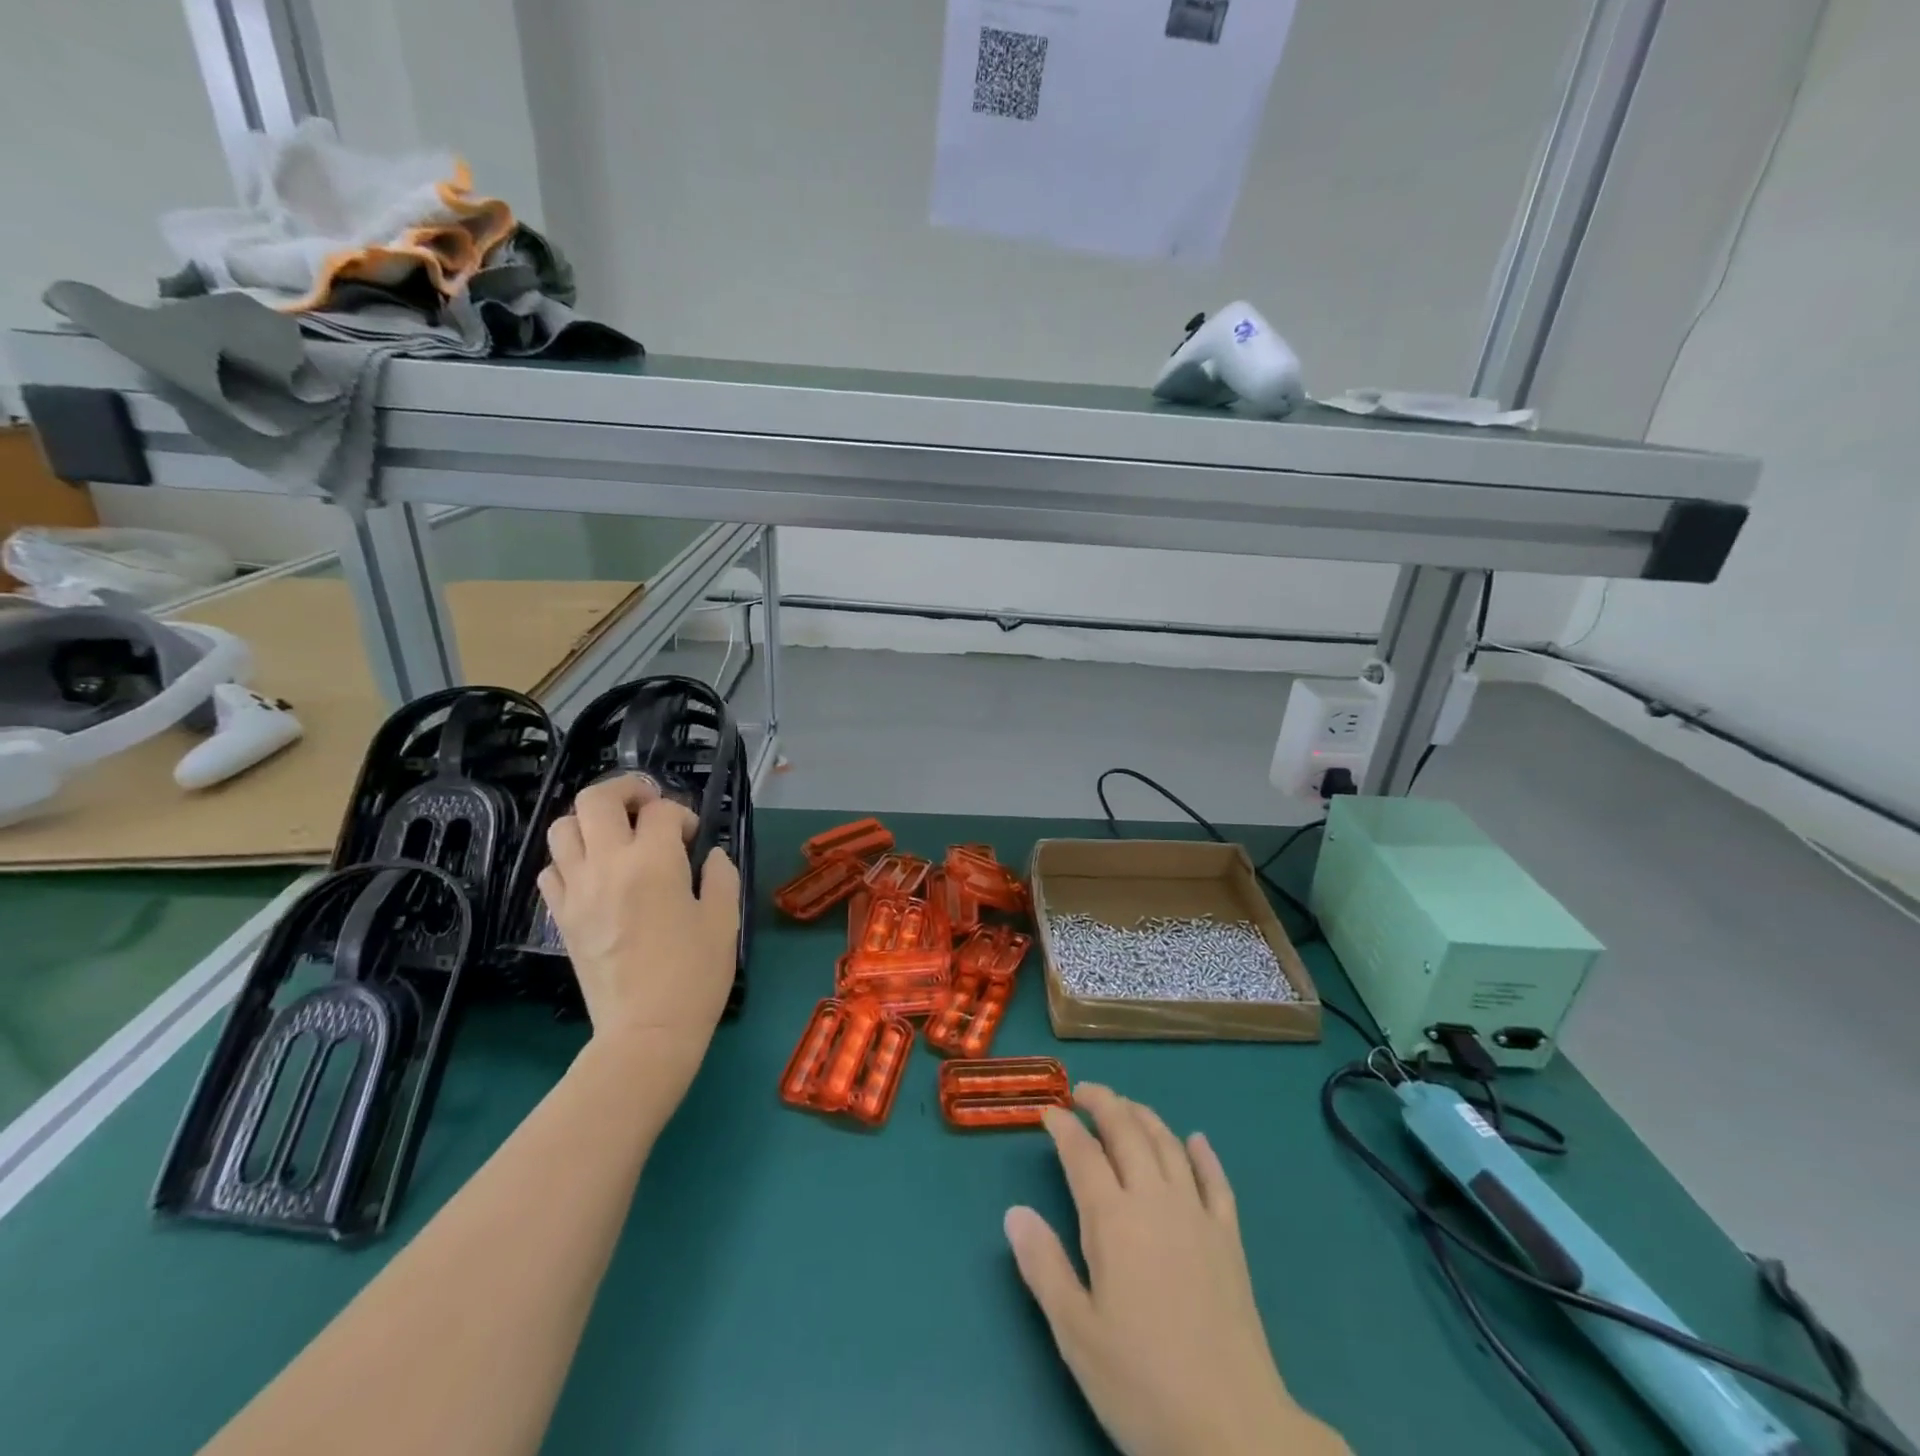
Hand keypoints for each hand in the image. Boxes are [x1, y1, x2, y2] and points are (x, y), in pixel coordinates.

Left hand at [538, 775, 740, 1079]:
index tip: (693, 836)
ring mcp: (577, 890)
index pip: (661, 810)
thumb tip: (710, 855)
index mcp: (654, 862)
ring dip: (592, 821)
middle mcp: (608, 865)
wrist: (647, 1031)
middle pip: (596, 799)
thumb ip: (721, 875)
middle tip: (647, 805)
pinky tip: (596, 873)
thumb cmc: (695, 975)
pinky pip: (551, 869)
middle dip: (625, 790)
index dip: (682, 814)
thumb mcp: (725, 919)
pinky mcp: (560, 916)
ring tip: (617, 837)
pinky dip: (571, 859)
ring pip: (562, 827)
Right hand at [1005, 1085, 1344, 1455]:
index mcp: (1113, 1220)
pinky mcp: (1230, 1239)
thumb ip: (1044, 1266)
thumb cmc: (1142, 1384)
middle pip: (1128, 1132)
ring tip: (1126, 1106)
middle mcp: (1155, 1201)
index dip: (1063, 1126)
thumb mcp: (1076, 1333)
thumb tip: (1014, 1212)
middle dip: (1104, 1103)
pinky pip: (1216, 1181)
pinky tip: (1196, 1140)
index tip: (1048, 1111)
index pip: (1082, 1153)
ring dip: (1144, 1116)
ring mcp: (1197, 1216)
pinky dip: (1203, 1154)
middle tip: (1084, 1092)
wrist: (1234, 1431)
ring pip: (1168, 1145)